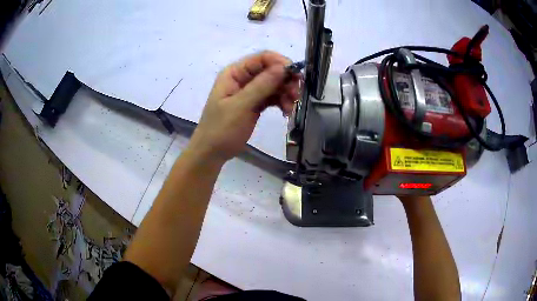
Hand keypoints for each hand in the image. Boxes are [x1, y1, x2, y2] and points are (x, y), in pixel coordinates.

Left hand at [187, 51, 300, 164]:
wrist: (212, 152)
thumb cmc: (221, 129)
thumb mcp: (240, 106)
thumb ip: (261, 85)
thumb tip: (283, 67)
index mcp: (234, 73)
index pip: (262, 58)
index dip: (280, 63)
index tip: (296, 76)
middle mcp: (242, 78)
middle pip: (271, 70)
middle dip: (286, 81)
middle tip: (296, 95)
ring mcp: (249, 91)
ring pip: (274, 84)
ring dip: (286, 93)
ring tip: (290, 109)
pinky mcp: (255, 103)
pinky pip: (272, 97)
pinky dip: (281, 102)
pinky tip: (286, 111)